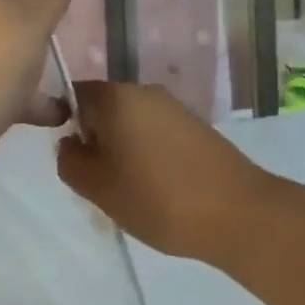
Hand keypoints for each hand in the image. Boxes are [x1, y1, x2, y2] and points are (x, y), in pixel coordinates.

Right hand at [57, 82, 270, 266]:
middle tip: (100, 182)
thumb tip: (70, 143)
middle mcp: (145, 91)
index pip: (75, 94)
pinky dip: (150, 155)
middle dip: (97, 140)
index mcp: (117, 97)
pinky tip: (159, 189)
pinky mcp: (196, 126)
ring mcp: (175, 107)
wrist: (238, 212)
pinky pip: (157, 133)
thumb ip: (70, 161)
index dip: (66, 122)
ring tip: (131, 191)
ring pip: (132, 123)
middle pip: (105, 109)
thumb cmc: (157, 198)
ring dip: (124, 150)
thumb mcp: (98, 187)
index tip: (75, 159)